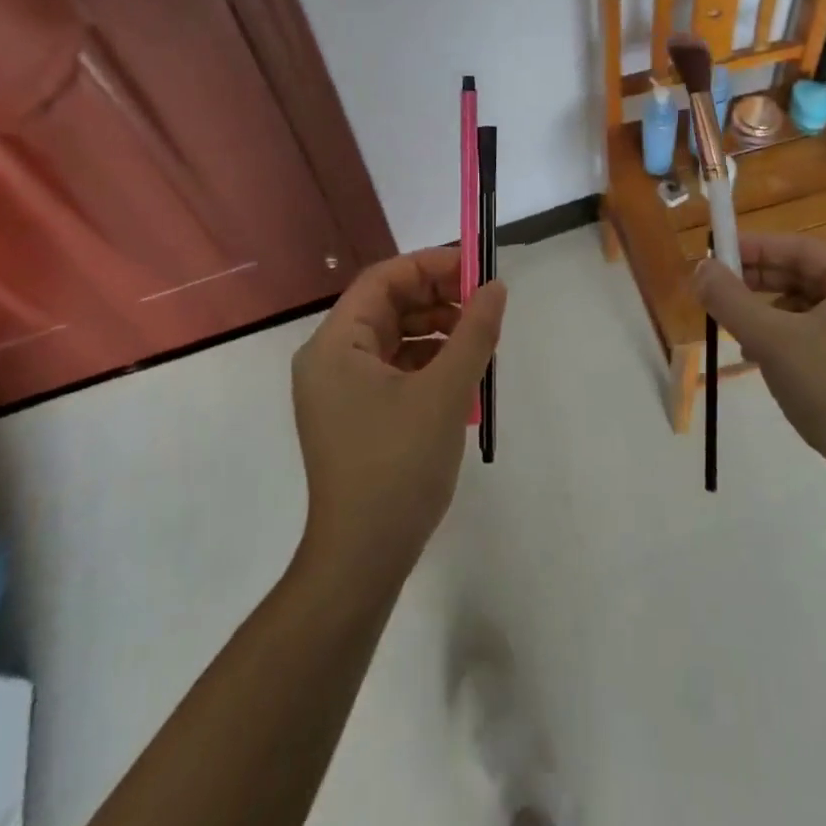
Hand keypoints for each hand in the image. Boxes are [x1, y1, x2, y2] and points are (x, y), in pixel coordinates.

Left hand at [292, 246, 505, 584]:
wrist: (362, 560)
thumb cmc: (399, 466)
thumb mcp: (446, 392)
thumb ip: (474, 333)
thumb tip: (496, 288)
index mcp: (335, 344)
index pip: (383, 280)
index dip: (431, 266)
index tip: (476, 270)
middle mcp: (329, 359)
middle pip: (387, 306)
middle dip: (437, 299)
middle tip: (484, 306)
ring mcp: (340, 390)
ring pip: (393, 338)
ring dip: (436, 331)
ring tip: (479, 343)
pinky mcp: (355, 415)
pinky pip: (393, 369)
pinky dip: (427, 363)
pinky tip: (460, 377)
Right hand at [694, 233, 825, 484]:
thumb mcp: (772, 341)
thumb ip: (731, 300)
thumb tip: (699, 268)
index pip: (800, 248)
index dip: (753, 248)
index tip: (715, 254)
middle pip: (807, 274)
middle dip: (759, 282)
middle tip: (717, 290)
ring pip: (812, 304)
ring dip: (770, 311)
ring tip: (736, 328)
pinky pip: (824, 329)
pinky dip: (791, 334)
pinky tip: (762, 355)